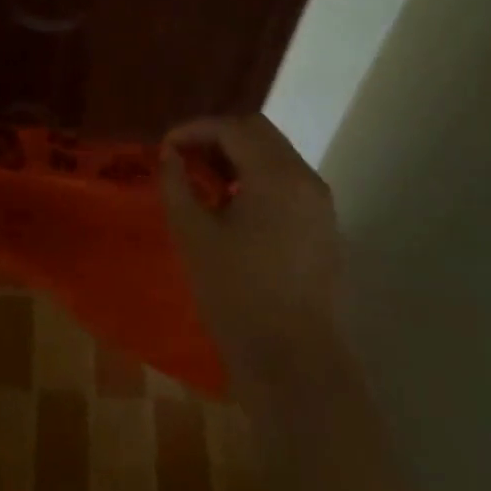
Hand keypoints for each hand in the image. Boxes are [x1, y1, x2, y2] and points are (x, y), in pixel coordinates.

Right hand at [160, 114, 347, 408]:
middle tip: (184, 157)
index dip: (195, 130)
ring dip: (239, 156)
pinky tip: (234, 205)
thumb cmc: (236, 295)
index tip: (166, 147)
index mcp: (276, 176)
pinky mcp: (324, 226)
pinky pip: (288, 181)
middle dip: (218, 136)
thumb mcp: (193, 235)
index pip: (232, 128)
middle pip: (259, 132)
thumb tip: (170, 155)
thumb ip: (176, 184)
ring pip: (276, 155)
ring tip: (204, 180)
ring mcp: (321, 203)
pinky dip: (258, 177)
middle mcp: (306, 179)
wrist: (293, 362)